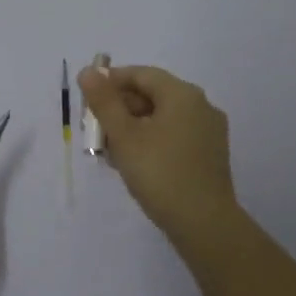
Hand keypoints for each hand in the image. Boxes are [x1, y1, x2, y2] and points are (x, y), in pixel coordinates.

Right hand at [79, 64, 238, 245]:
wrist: (204, 223)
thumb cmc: (159, 173)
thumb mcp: (124, 136)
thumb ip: (104, 101)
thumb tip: (88, 71)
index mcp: (183, 94)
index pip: (141, 74)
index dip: (110, 82)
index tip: (87, 101)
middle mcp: (201, 106)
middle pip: (152, 95)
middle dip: (120, 108)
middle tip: (94, 131)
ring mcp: (209, 132)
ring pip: (162, 118)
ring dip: (132, 128)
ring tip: (109, 151)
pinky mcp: (209, 155)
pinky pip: (174, 136)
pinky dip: (151, 141)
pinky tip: (133, 163)